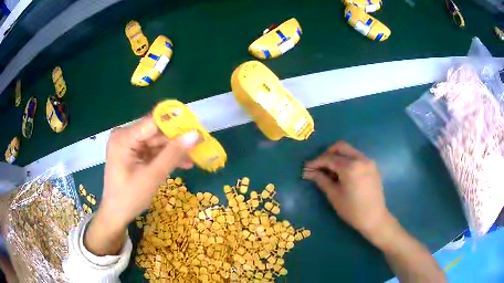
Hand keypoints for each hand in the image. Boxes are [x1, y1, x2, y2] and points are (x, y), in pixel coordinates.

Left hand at [85, 114, 198, 255]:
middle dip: (176, 141)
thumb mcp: (153, 176)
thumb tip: (195, 134)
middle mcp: (124, 136)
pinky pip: (152, 151)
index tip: (196, 129)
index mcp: (124, 138)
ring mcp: (128, 144)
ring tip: (194, 158)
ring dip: (173, 151)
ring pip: (156, 143)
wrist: (116, 214)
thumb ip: (173, 154)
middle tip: (199, 146)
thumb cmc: (130, 197)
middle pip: (155, 133)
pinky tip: (181, 164)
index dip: (176, 123)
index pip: (153, 123)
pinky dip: (165, 158)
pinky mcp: (132, 153)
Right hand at [303, 141, 391, 241]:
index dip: (316, 162)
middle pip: (340, 147)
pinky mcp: (373, 166)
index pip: (329, 158)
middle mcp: (360, 159)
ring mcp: (368, 161)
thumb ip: (321, 180)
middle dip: (327, 153)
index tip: (306, 167)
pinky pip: (357, 157)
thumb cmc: (352, 210)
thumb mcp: (334, 195)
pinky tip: (344, 174)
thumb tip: (307, 172)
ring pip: (350, 151)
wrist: (374, 218)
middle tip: (319, 166)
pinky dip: (348, 161)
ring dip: (338, 156)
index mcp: (350, 167)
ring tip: (331, 172)